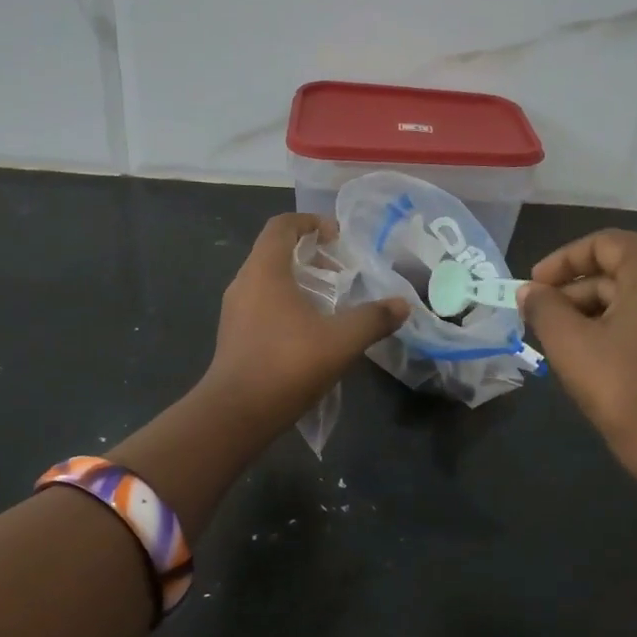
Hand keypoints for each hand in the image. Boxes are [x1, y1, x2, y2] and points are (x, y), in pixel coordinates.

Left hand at [203, 213, 409, 428]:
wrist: (236, 414)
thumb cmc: (287, 365)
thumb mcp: (341, 340)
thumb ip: (373, 319)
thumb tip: (402, 305)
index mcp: (265, 270)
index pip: (282, 226)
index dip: (310, 222)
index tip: (337, 236)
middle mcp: (244, 283)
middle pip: (274, 251)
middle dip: (309, 254)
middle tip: (340, 271)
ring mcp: (235, 311)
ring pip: (267, 280)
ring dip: (298, 281)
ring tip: (330, 301)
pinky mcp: (234, 335)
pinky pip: (261, 304)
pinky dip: (286, 303)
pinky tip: (310, 330)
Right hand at [517, 229, 636, 502]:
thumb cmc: (624, 388)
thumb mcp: (570, 344)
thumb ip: (543, 307)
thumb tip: (528, 291)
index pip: (602, 245)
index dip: (560, 263)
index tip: (532, 287)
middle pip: (622, 266)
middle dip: (578, 289)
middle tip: (542, 316)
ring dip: (598, 307)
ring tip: (564, 336)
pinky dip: (627, 320)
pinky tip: (599, 347)